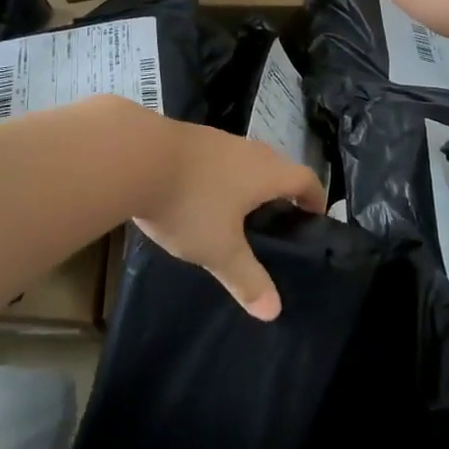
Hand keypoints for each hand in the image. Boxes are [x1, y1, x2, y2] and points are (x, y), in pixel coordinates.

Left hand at [129, 114, 323, 321]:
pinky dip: (218, 176)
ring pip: (244, 160)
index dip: (315, 198)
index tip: (314, 218)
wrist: (133, 156)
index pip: (305, 179)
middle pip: (277, 166)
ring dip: (247, 182)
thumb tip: (273, 311)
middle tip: (275, 221)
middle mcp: (247, 149)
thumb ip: (247, 278)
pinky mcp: (187, 137)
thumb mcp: (218, 249)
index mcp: (265, 172)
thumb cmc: (189, 203)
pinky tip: (198, 195)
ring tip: (236, 212)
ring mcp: (215, 139)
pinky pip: (216, 158)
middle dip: (281, 191)